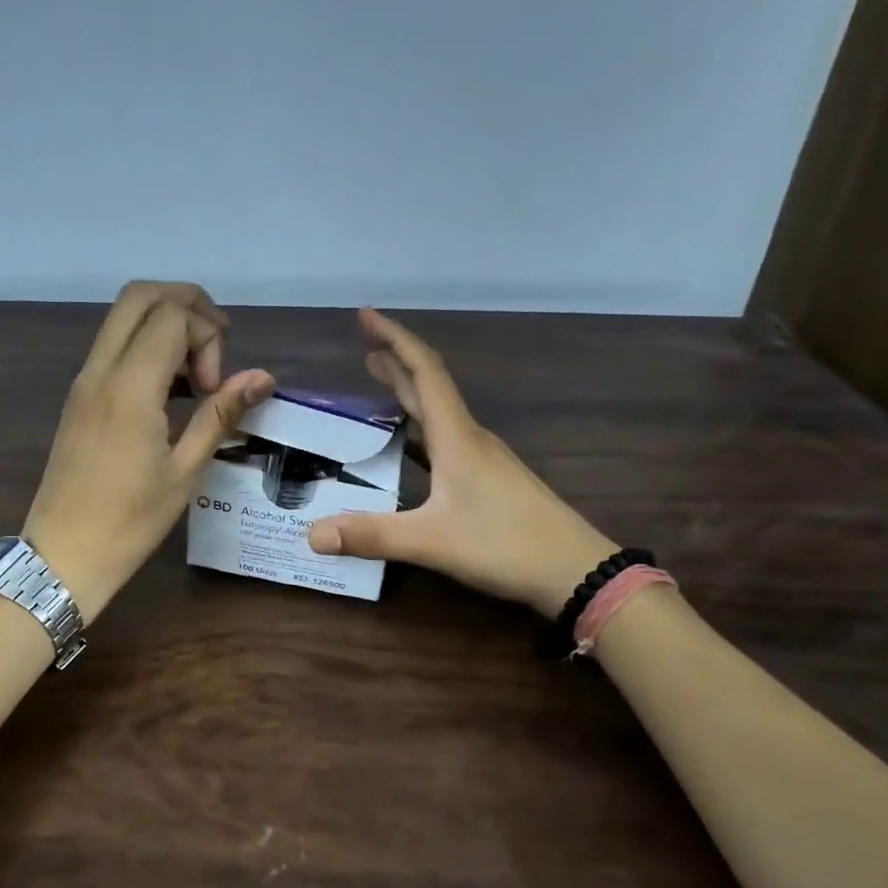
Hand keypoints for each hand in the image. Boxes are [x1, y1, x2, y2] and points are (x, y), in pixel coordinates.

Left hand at [23, 282, 274, 621]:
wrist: (63, 556)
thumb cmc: (130, 521)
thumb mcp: (186, 470)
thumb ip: (221, 414)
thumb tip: (262, 377)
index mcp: (129, 387)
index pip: (172, 316)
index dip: (207, 338)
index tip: (214, 389)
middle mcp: (100, 371)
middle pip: (141, 296)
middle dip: (187, 306)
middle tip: (216, 348)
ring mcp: (84, 381)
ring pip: (123, 318)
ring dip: (166, 326)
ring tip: (196, 376)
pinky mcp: (79, 397)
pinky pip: (113, 347)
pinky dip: (146, 347)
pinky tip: (170, 392)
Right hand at [305, 308, 618, 617]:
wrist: (575, 572)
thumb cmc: (505, 545)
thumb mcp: (432, 541)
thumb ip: (372, 536)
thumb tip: (312, 534)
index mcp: (456, 437)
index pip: (423, 372)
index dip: (394, 339)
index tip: (366, 316)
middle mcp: (470, 438)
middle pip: (430, 387)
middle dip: (397, 362)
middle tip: (365, 347)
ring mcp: (483, 459)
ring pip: (439, 413)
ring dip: (409, 393)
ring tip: (380, 382)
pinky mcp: (490, 479)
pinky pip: (446, 439)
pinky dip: (420, 428)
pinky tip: (410, 444)